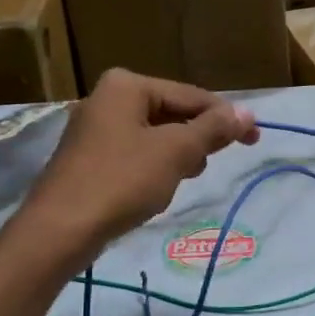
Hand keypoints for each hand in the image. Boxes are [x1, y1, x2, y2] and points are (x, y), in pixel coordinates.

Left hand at [22, 68, 259, 257]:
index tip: (254, 139)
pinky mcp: (87, 159)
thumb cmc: (121, 181)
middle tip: (208, 165)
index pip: (189, 95)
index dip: (225, 118)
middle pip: (170, 113)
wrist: (59, 230)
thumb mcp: (175, 152)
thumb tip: (247, 113)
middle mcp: (106, 98)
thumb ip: (212, 129)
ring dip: (175, 156)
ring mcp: (93, 129)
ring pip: (153, 136)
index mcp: (126, 85)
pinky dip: (152, 168)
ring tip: (180, 181)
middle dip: (195, 139)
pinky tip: (155, 190)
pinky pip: (134, 154)